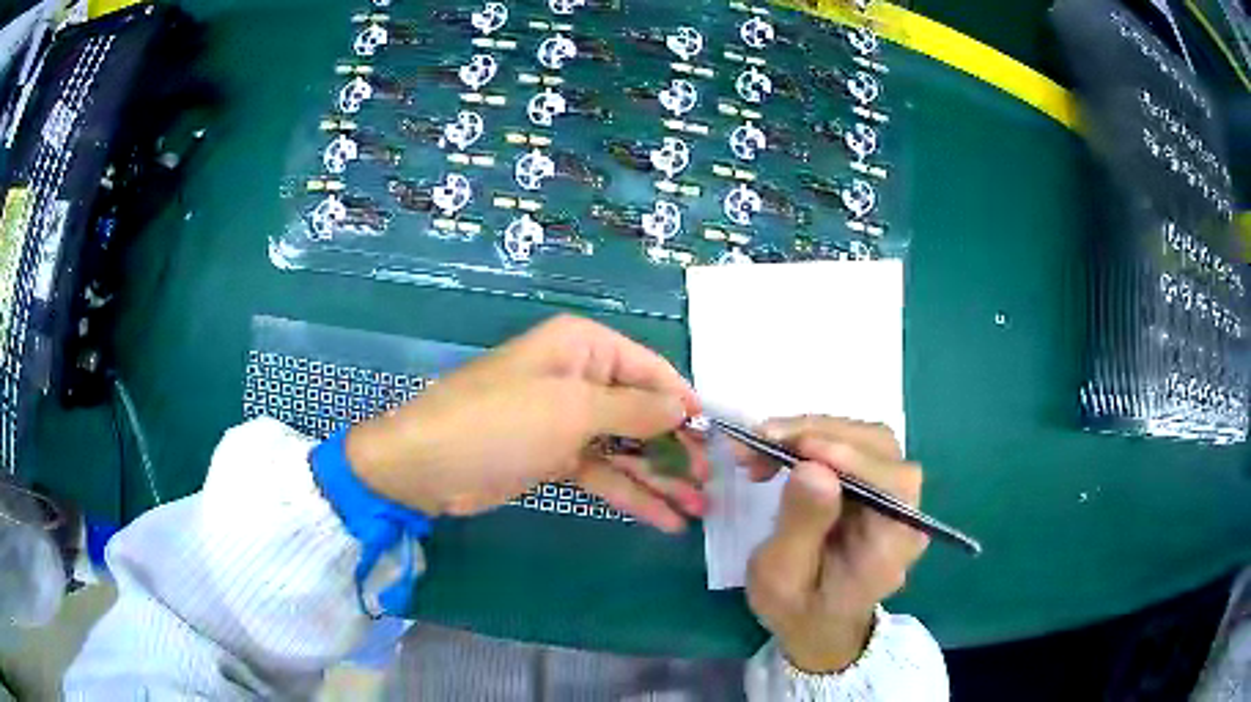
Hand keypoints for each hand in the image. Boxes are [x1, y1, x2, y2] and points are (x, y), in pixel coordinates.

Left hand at [344, 315, 707, 531]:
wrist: (428, 465)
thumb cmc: (501, 421)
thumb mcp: (572, 410)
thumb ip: (634, 410)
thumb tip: (684, 408)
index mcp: (584, 348)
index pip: (650, 371)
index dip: (685, 404)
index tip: (717, 438)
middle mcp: (580, 379)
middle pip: (642, 413)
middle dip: (676, 449)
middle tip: (710, 484)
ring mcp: (568, 423)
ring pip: (627, 449)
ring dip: (661, 478)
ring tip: (698, 509)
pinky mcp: (556, 458)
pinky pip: (604, 473)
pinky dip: (632, 495)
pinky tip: (665, 521)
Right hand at [741, 417, 927, 672]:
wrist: (818, 623)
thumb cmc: (798, 608)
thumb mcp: (782, 579)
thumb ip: (800, 527)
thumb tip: (812, 468)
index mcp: (892, 545)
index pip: (892, 484)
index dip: (852, 457)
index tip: (801, 448)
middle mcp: (903, 512)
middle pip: (881, 449)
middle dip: (822, 434)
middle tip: (763, 439)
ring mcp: (893, 494)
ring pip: (866, 440)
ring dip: (813, 432)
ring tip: (763, 445)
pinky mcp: (875, 483)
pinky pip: (852, 446)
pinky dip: (814, 439)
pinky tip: (781, 451)